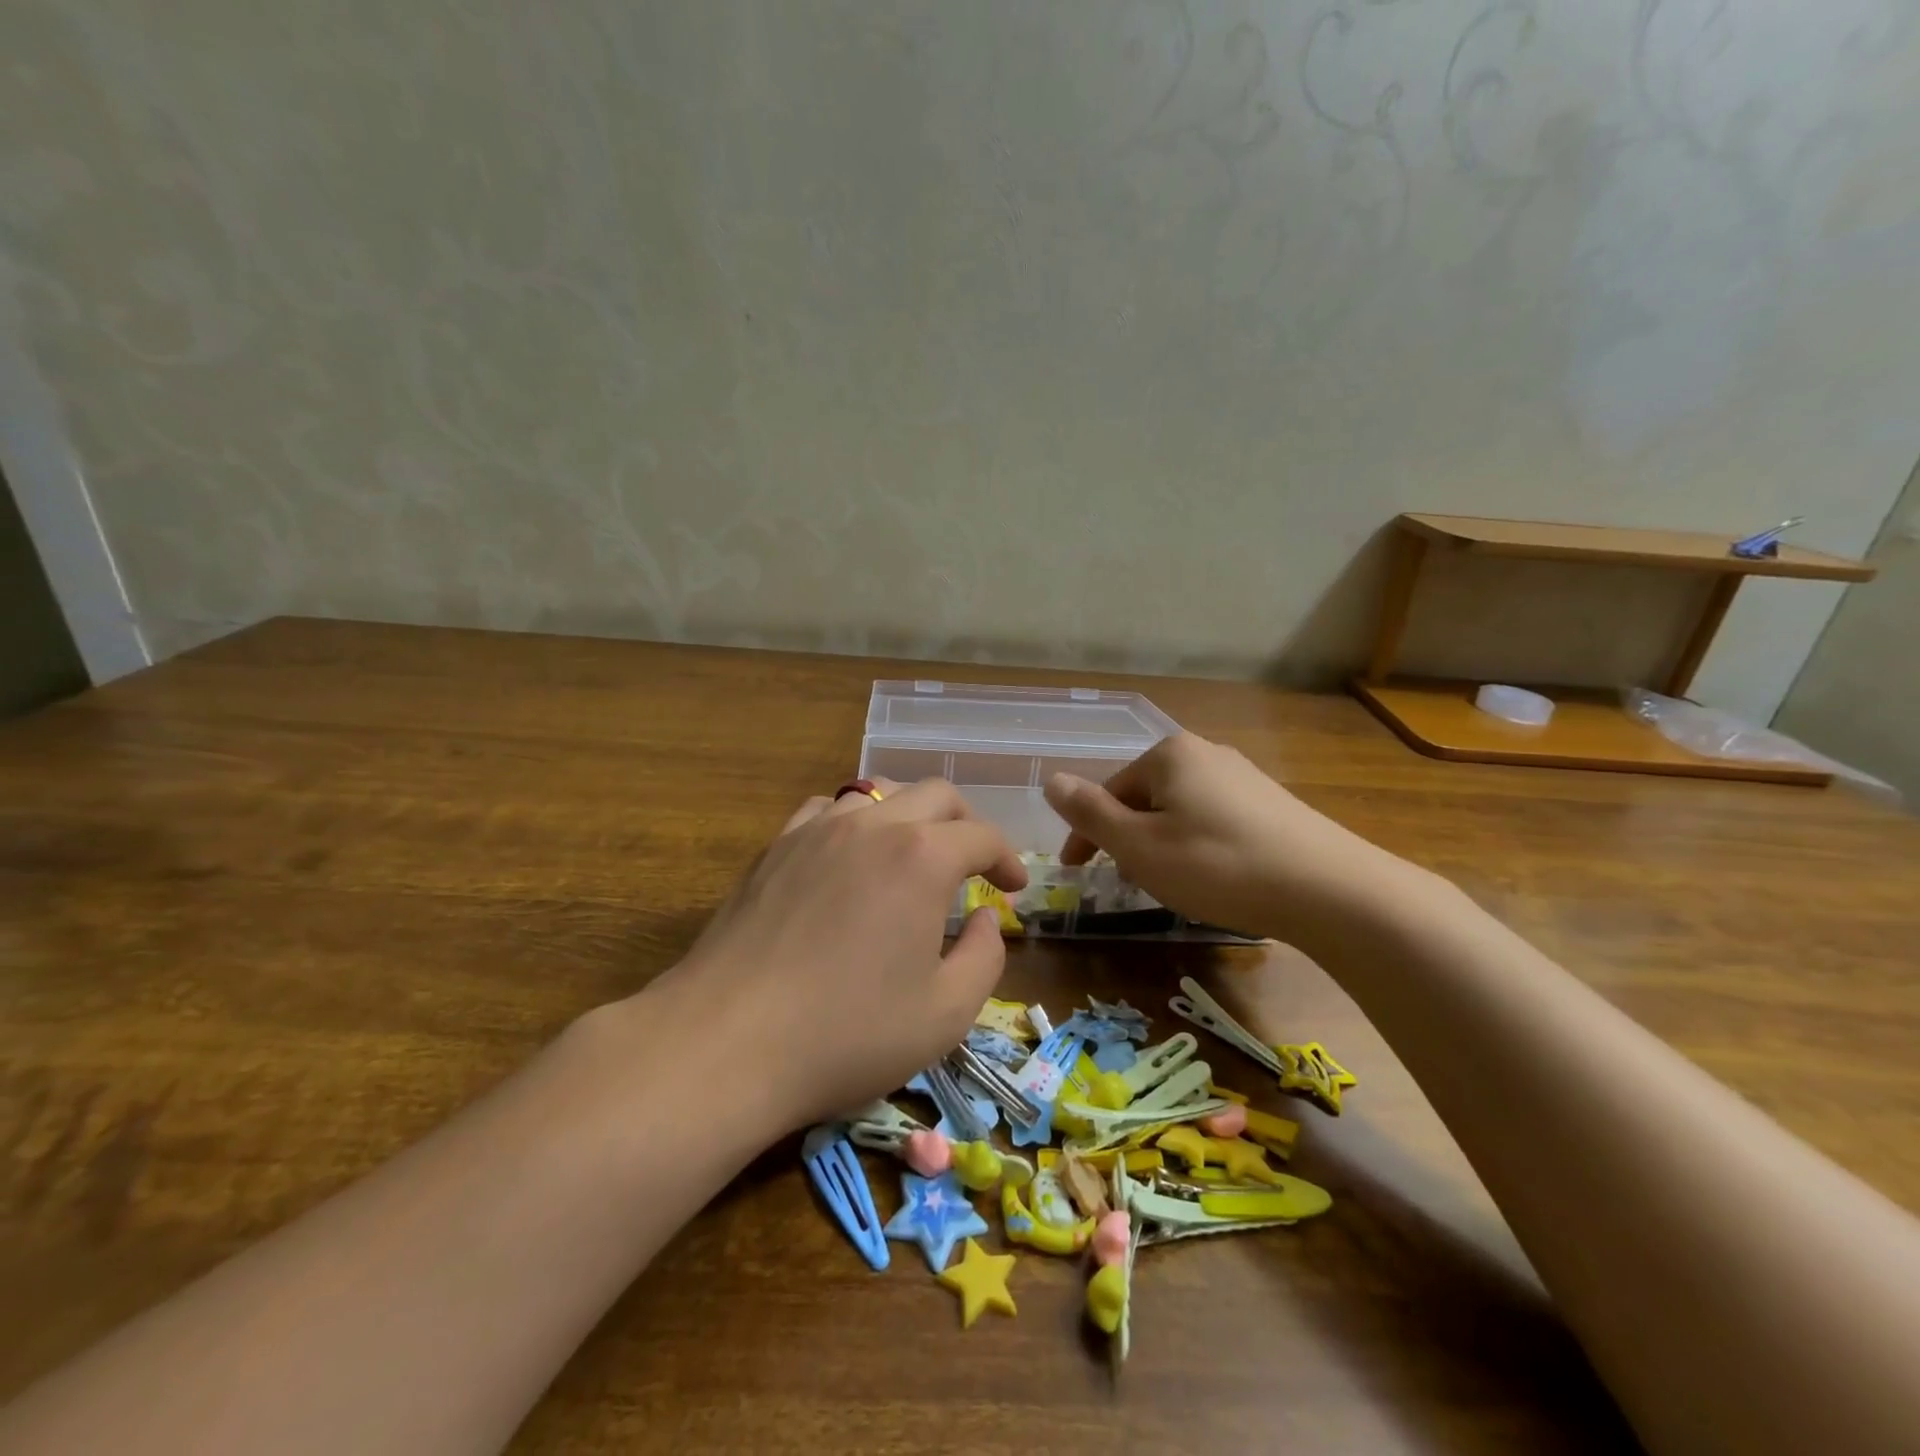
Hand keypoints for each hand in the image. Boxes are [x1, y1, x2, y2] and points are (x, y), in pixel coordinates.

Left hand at [655, 779, 1027, 1130]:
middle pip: (936, 795)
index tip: (1013, 888)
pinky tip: (850, 856)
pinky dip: (856, 822)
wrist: (727, 1042)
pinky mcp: (776, 846)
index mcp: (922, 858)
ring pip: (880, 793)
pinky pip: (827, 810)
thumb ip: (985, 957)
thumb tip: (988, 919)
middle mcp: (873, 826)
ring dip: (911, 816)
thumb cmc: (847, 1034)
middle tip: (974, 865)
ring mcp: (817, 829)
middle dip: (966, 824)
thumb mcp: (945, 1014)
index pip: (982, 837)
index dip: (1007, 859)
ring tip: (914, 855)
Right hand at [1042, 733, 1415, 945]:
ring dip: (1161, 844)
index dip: (1086, 834)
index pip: (1108, 792)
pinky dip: (1197, 846)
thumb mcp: (1139, 846)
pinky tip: (1214, 877)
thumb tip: (1051, 780)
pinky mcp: (1272, 804)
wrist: (1330, 890)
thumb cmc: (1217, 865)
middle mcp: (1206, 753)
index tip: (1075, 872)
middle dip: (1128, 838)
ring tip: (1169, 884)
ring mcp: (1244, 776)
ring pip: (1179, 811)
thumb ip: (1089, 813)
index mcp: (1168, 755)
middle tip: (1127, 881)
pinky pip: (1213, 820)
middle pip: (1144, 798)